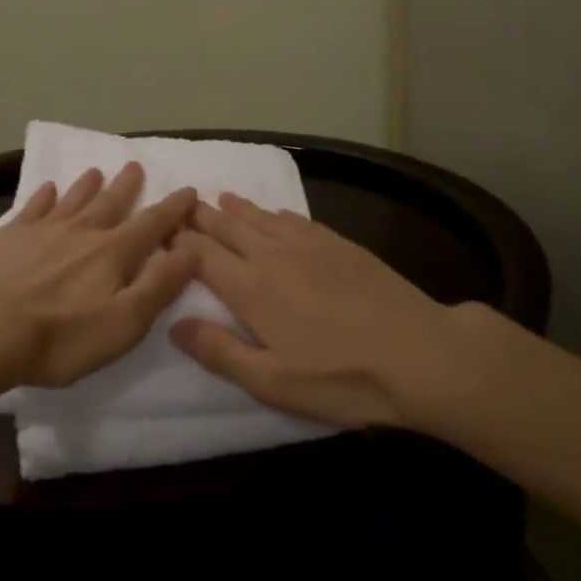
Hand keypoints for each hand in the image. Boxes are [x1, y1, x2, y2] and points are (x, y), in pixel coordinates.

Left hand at [0, 162, 198, 389]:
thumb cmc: (62, 337)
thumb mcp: (125, 322)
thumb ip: (159, 284)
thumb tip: (192, 248)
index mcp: (113, 252)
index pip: (151, 224)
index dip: (173, 209)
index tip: (189, 190)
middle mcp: (81, 232)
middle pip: (110, 203)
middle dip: (127, 186)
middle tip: (135, 166)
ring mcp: (42, 230)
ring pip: (72, 200)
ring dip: (87, 186)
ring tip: (96, 171)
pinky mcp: (9, 237)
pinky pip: (33, 207)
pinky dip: (44, 196)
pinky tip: (48, 189)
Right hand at [170, 194, 500, 429]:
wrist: (421, 353)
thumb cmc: (342, 377)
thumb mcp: (273, 382)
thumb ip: (220, 352)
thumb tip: (175, 325)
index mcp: (251, 288)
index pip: (202, 254)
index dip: (177, 242)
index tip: (158, 232)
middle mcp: (274, 256)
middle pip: (228, 227)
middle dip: (201, 216)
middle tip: (180, 204)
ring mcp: (310, 245)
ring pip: (262, 217)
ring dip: (236, 208)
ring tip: (220, 198)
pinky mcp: (341, 245)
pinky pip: (297, 219)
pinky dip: (276, 213)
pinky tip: (275, 213)